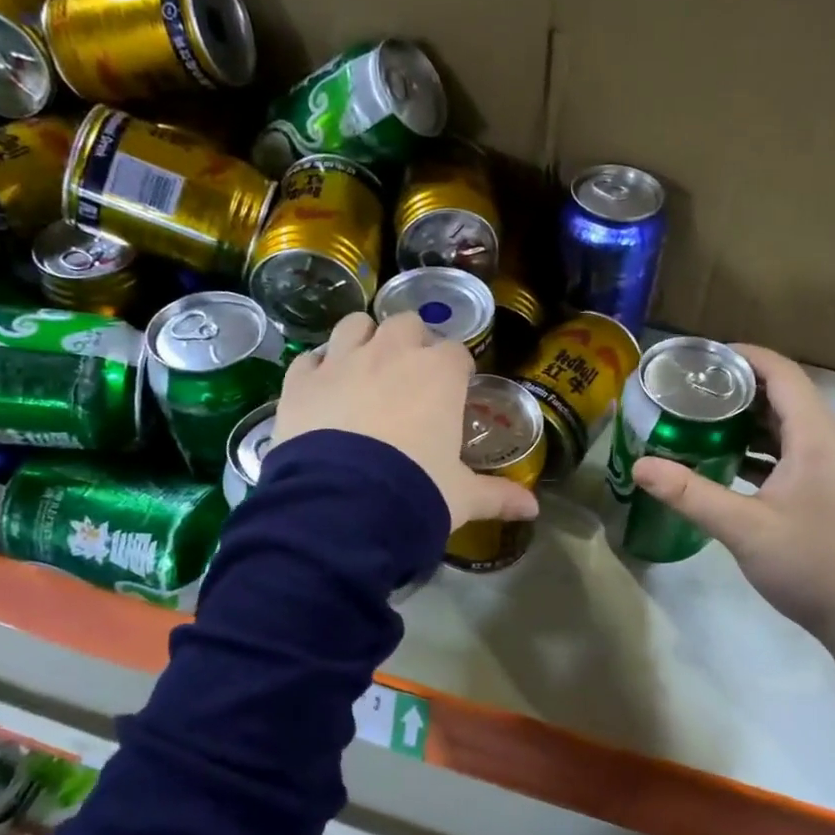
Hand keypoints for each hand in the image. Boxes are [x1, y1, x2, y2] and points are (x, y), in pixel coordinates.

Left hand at [272, 311, 539, 530]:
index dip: (456, 371)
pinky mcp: (301, 381)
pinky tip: (322, 388)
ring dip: (364, 339)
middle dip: (411, 343)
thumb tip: (533, 510)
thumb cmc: (416, 491)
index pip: (456, 353)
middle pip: (407, 324)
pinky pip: (310, 358)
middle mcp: (391, 353)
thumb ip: (498, 496)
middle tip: (411, 377)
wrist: (342, 504)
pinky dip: (318, 368)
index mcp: (438, 374)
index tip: (454, 392)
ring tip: (365, 368)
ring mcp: (342, 361)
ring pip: (355, 325)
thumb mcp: (462, 497)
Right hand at [630, 345, 834, 647]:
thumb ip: (690, 495)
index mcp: (818, 438)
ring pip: (792, 428)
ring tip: (704, 422)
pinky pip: (798, 454)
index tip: (702, 357)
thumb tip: (640, 466)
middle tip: (692, 391)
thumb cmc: (810, 564)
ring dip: (752, 421)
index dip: (745, 356)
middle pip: (788, 397)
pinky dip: (765, 450)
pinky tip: (731, 464)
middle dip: (741, 389)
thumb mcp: (743, 528)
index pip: (783, 374)